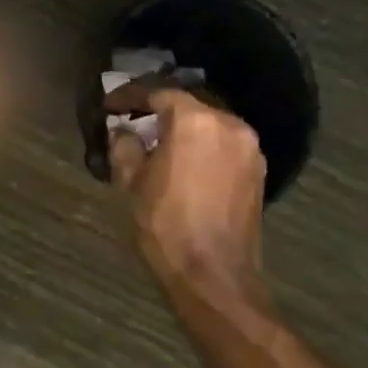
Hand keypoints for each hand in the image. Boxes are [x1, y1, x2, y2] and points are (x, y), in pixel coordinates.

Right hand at [110, 89, 268, 304]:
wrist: (214, 274)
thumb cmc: (166, 224)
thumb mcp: (132, 182)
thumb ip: (125, 145)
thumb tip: (123, 130)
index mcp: (195, 121)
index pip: (158, 93)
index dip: (129, 96)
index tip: (109, 106)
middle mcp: (229, 124)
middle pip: (188, 106)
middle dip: (157, 111)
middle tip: (131, 122)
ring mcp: (249, 148)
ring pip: (208, 125)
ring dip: (182, 129)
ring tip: (156, 143)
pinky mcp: (258, 171)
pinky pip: (224, 145)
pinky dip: (202, 146)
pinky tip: (183, 162)